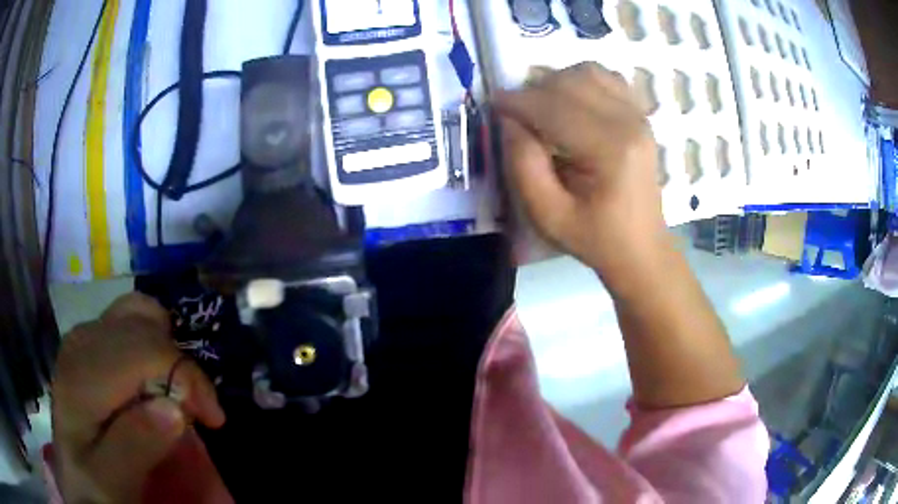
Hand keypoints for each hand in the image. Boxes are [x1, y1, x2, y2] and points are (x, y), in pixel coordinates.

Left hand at [52, 293, 224, 502]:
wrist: (73, 475)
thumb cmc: (92, 484)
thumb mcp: (111, 483)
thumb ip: (134, 447)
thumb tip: (175, 409)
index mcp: (82, 376)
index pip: (144, 348)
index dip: (186, 376)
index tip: (212, 419)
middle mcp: (81, 342)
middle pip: (143, 322)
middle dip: (180, 364)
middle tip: (197, 410)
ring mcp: (84, 336)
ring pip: (138, 312)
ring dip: (167, 350)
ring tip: (177, 393)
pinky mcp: (91, 342)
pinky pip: (131, 323)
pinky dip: (154, 346)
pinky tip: (154, 381)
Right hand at [496, 62, 665, 273]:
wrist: (640, 247)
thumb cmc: (594, 238)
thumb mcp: (547, 214)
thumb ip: (523, 164)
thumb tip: (510, 120)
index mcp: (609, 149)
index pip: (554, 107)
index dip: (517, 102)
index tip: (493, 105)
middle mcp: (628, 122)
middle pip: (570, 82)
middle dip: (535, 91)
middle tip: (517, 113)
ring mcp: (639, 115)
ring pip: (588, 72)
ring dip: (557, 82)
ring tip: (543, 106)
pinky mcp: (641, 115)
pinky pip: (608, 78)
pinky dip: (583, 81)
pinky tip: (572, 102)